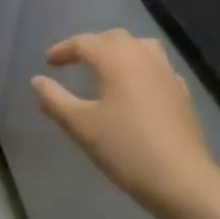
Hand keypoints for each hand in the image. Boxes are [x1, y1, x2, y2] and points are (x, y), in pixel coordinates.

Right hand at [31, 29, 219, 218]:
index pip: (84, 43)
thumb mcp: (81, 126)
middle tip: (74, 63)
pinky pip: (156, 67)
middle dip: (91, 46)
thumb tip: (37, 81)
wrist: (182, 179)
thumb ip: (55, 100)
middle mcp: (142, 55)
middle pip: (113, 39)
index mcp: (115, 57)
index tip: (48, 62)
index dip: (63, 50)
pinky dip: (140, 68)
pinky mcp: (181, 91)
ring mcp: (166, 71)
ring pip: (139, 47)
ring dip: (119, 52)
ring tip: (106, 69)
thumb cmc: (125, 148)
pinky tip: (136, 89)